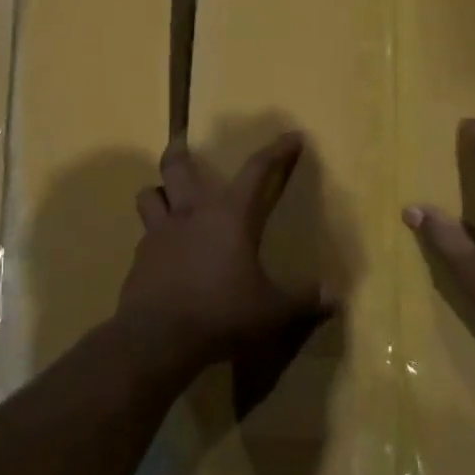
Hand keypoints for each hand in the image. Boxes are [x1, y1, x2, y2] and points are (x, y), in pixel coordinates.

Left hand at [118, 133, 328, 370]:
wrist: (158, 337)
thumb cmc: (223, 313)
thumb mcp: (273, 310)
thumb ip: (303, 300)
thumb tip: (335, 297)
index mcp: (230, 216)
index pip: (257, 170)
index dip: (277, 151)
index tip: (292, 137)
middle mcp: (191, 214)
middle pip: (177, 166)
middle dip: (180, 151)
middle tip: (183, 144)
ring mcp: (158, 234)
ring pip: (149, 194)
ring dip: (159, 191)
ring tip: (167, 196)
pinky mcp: (139, 259)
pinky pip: (144, 235)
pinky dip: (153, 235)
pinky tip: (163, 252)